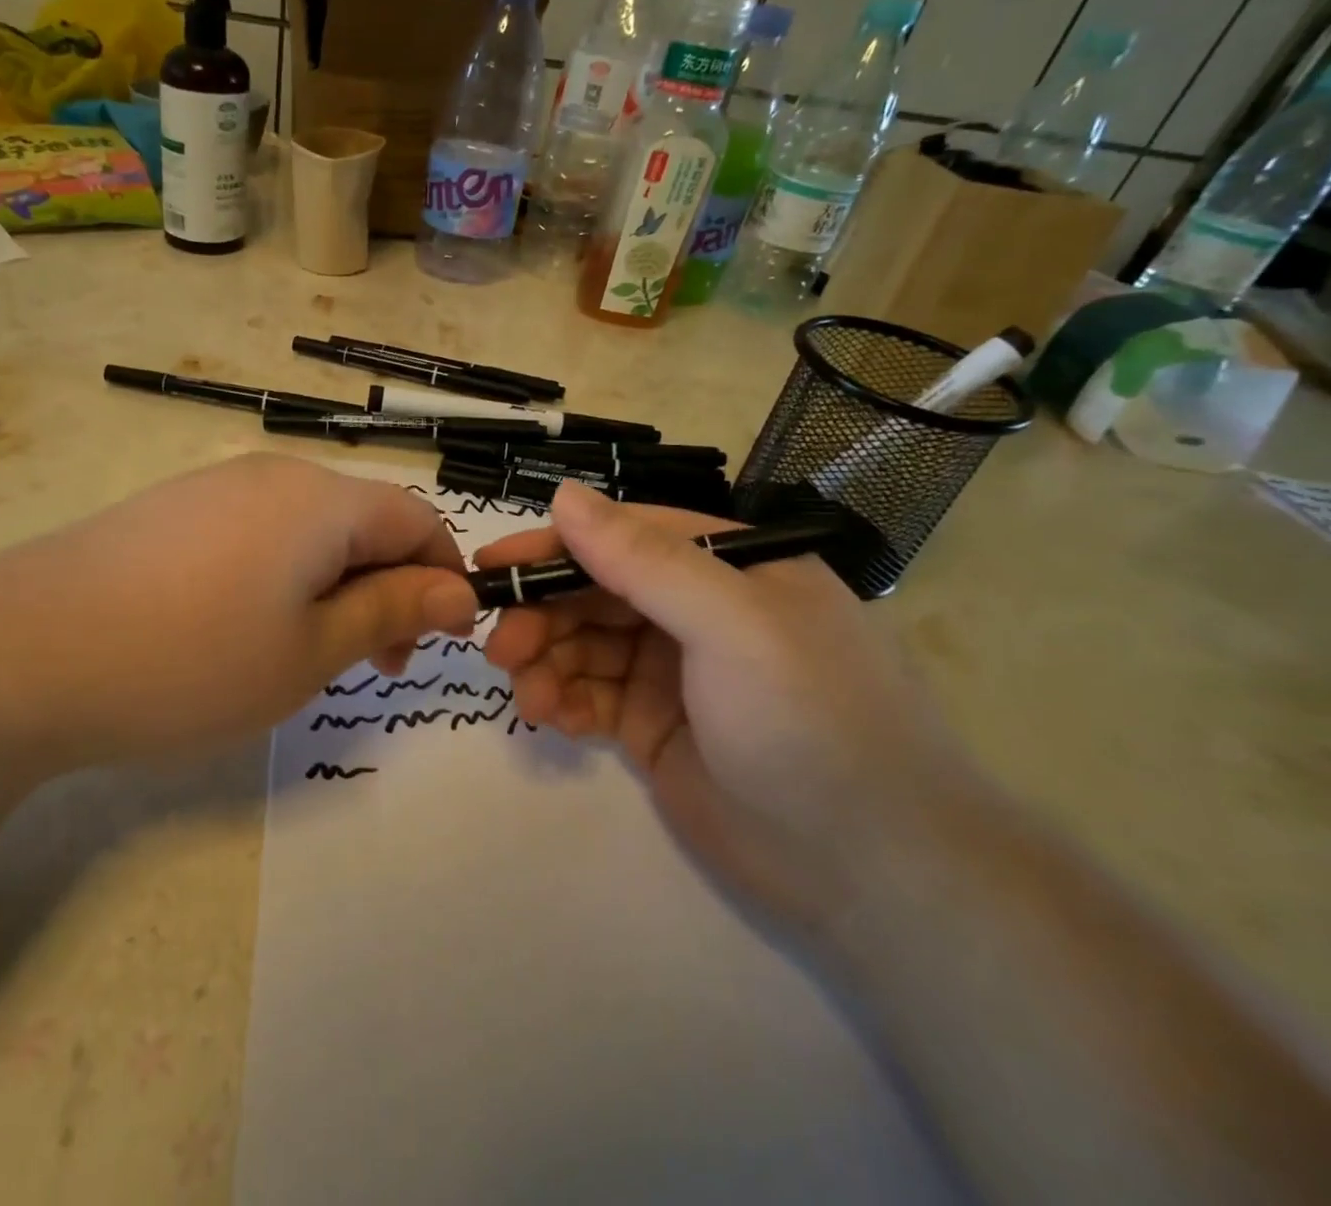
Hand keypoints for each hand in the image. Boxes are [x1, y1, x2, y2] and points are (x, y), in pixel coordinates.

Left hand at [0, 455, 477, 773]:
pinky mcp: (173, 510)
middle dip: (388, 587)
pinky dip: (282, 577)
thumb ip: (390, 611)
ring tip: (306, 652)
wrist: (17, 653)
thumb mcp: (309, 651)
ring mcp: (215, 486)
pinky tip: (242, 628)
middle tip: (373, 663)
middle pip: (362, 520)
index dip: (443, 575)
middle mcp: (272, 474)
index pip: (416, 516)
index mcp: (320, 499)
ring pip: (309, 530)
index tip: (437, 641)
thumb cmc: (188, 660)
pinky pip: (257, 534)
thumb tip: (458, 592)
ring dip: (334, 585)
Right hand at [479, 483, 977, 933]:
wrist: (875, 875)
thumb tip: (563, 495)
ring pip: (584, 643)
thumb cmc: (810, 722)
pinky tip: (550, 719)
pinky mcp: (655, 724)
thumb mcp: (732, 625)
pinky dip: (563, 699)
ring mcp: (675, 669)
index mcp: (727, 566)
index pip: (622, 536)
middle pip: (595, 591)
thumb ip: (644, 558)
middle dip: (543, 614)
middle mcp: (698, 609)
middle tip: (502, 649)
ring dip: (546, 662)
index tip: (493, 565)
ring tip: (528, 697)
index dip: (554, 548)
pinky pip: (591, 694)